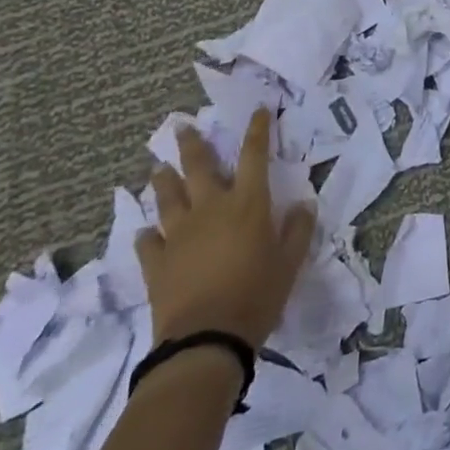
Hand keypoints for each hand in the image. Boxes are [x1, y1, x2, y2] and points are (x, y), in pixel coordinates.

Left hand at [139, 109, 315, 345]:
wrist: (205, 340)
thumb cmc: (256, 295)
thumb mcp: (290, 262)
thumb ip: (298, 230)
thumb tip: (303, 204)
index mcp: (247, 203)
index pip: (254, 155)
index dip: (257, 130)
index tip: (258, 110)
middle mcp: (211, 208)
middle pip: (199, 167)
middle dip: (192, 144)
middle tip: (182, 127)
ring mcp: (179, 234)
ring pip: (168, 198)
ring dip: (164, 181)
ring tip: (158, 169)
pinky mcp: (157, 262)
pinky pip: (148, 242)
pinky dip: (148, 235)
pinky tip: (146, 233)